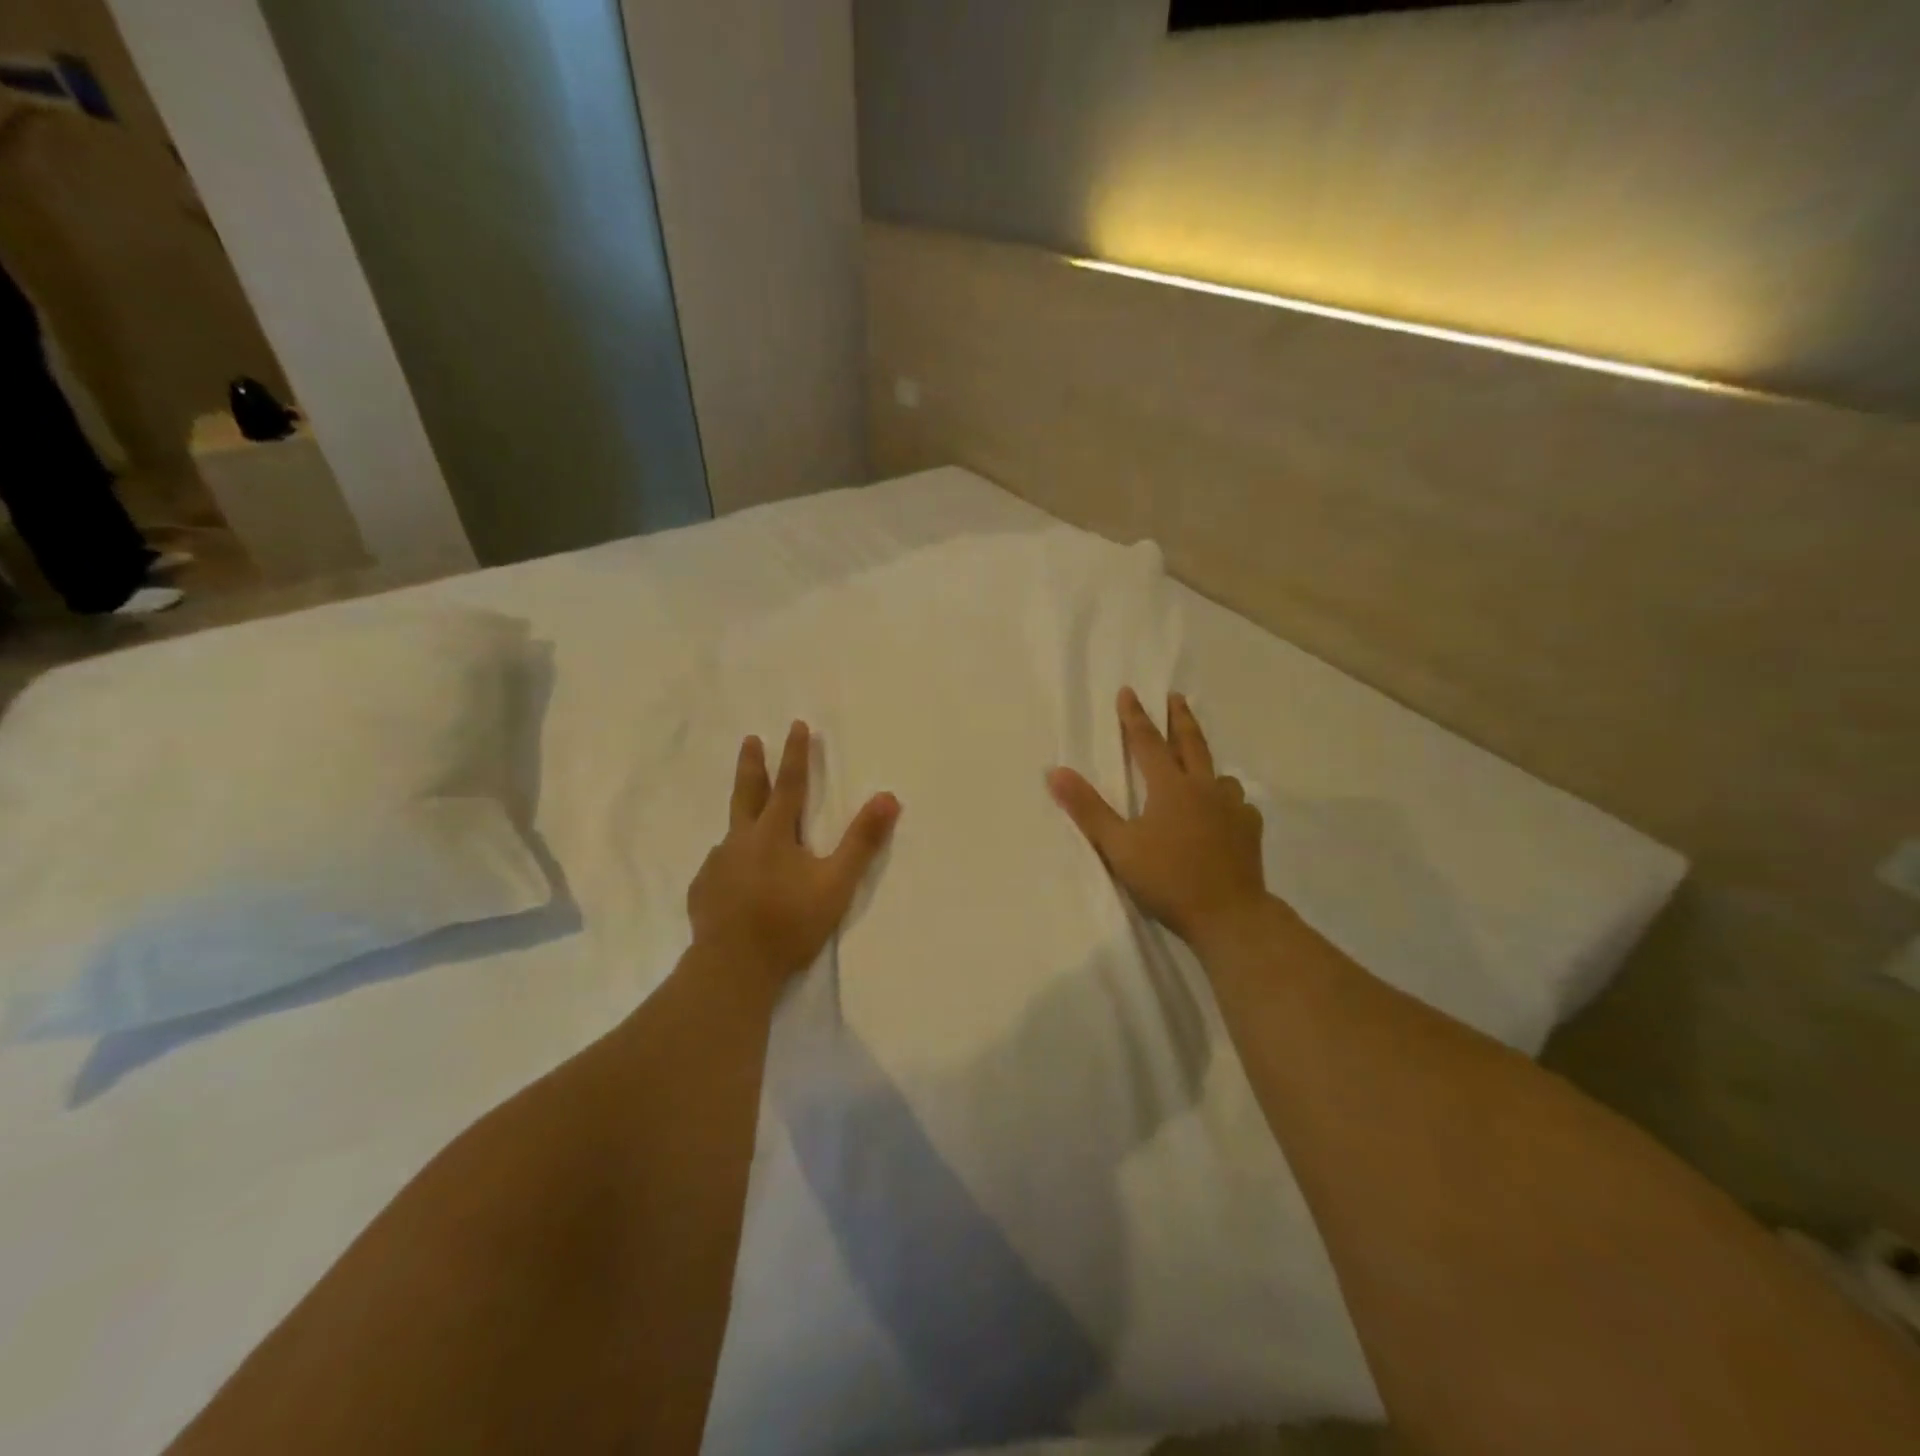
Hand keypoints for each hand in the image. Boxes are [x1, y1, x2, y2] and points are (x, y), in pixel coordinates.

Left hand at [688, 721, 899, 987]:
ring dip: (742, 820)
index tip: (797, 725)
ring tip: (750, 827)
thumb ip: (862, 841)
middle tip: (750, 740)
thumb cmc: (789, 923)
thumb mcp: (836, 883)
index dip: (795, 754)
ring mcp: (717, 865)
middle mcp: (740, 840)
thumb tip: (888, 796)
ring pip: (732, 834)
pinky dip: (731, 863)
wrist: (732, 968)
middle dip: (752, 764)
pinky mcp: (703, 890)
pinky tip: (735, 878)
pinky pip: (720, 867)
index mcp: (773, 834)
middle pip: (747, 793)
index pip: (789, 784)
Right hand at [1049, 689, 1268, 949]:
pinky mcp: (1250, 830)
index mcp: (1170, 787)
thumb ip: (1088, 808)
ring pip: (1219, 775)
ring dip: (1206, 763)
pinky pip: (1238, 804)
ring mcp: (1232, 808)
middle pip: (1191, 744)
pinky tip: (1225, 811)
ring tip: (1201, 766)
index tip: (1129, 692)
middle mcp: (1204, 788)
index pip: (1147, 742)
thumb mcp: (1118, 846)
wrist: (1229, 915)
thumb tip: (1055, 772)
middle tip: (1176, 698)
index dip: (1134, 717)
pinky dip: (1227, 800)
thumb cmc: (1168, 879)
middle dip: (1180, 718)